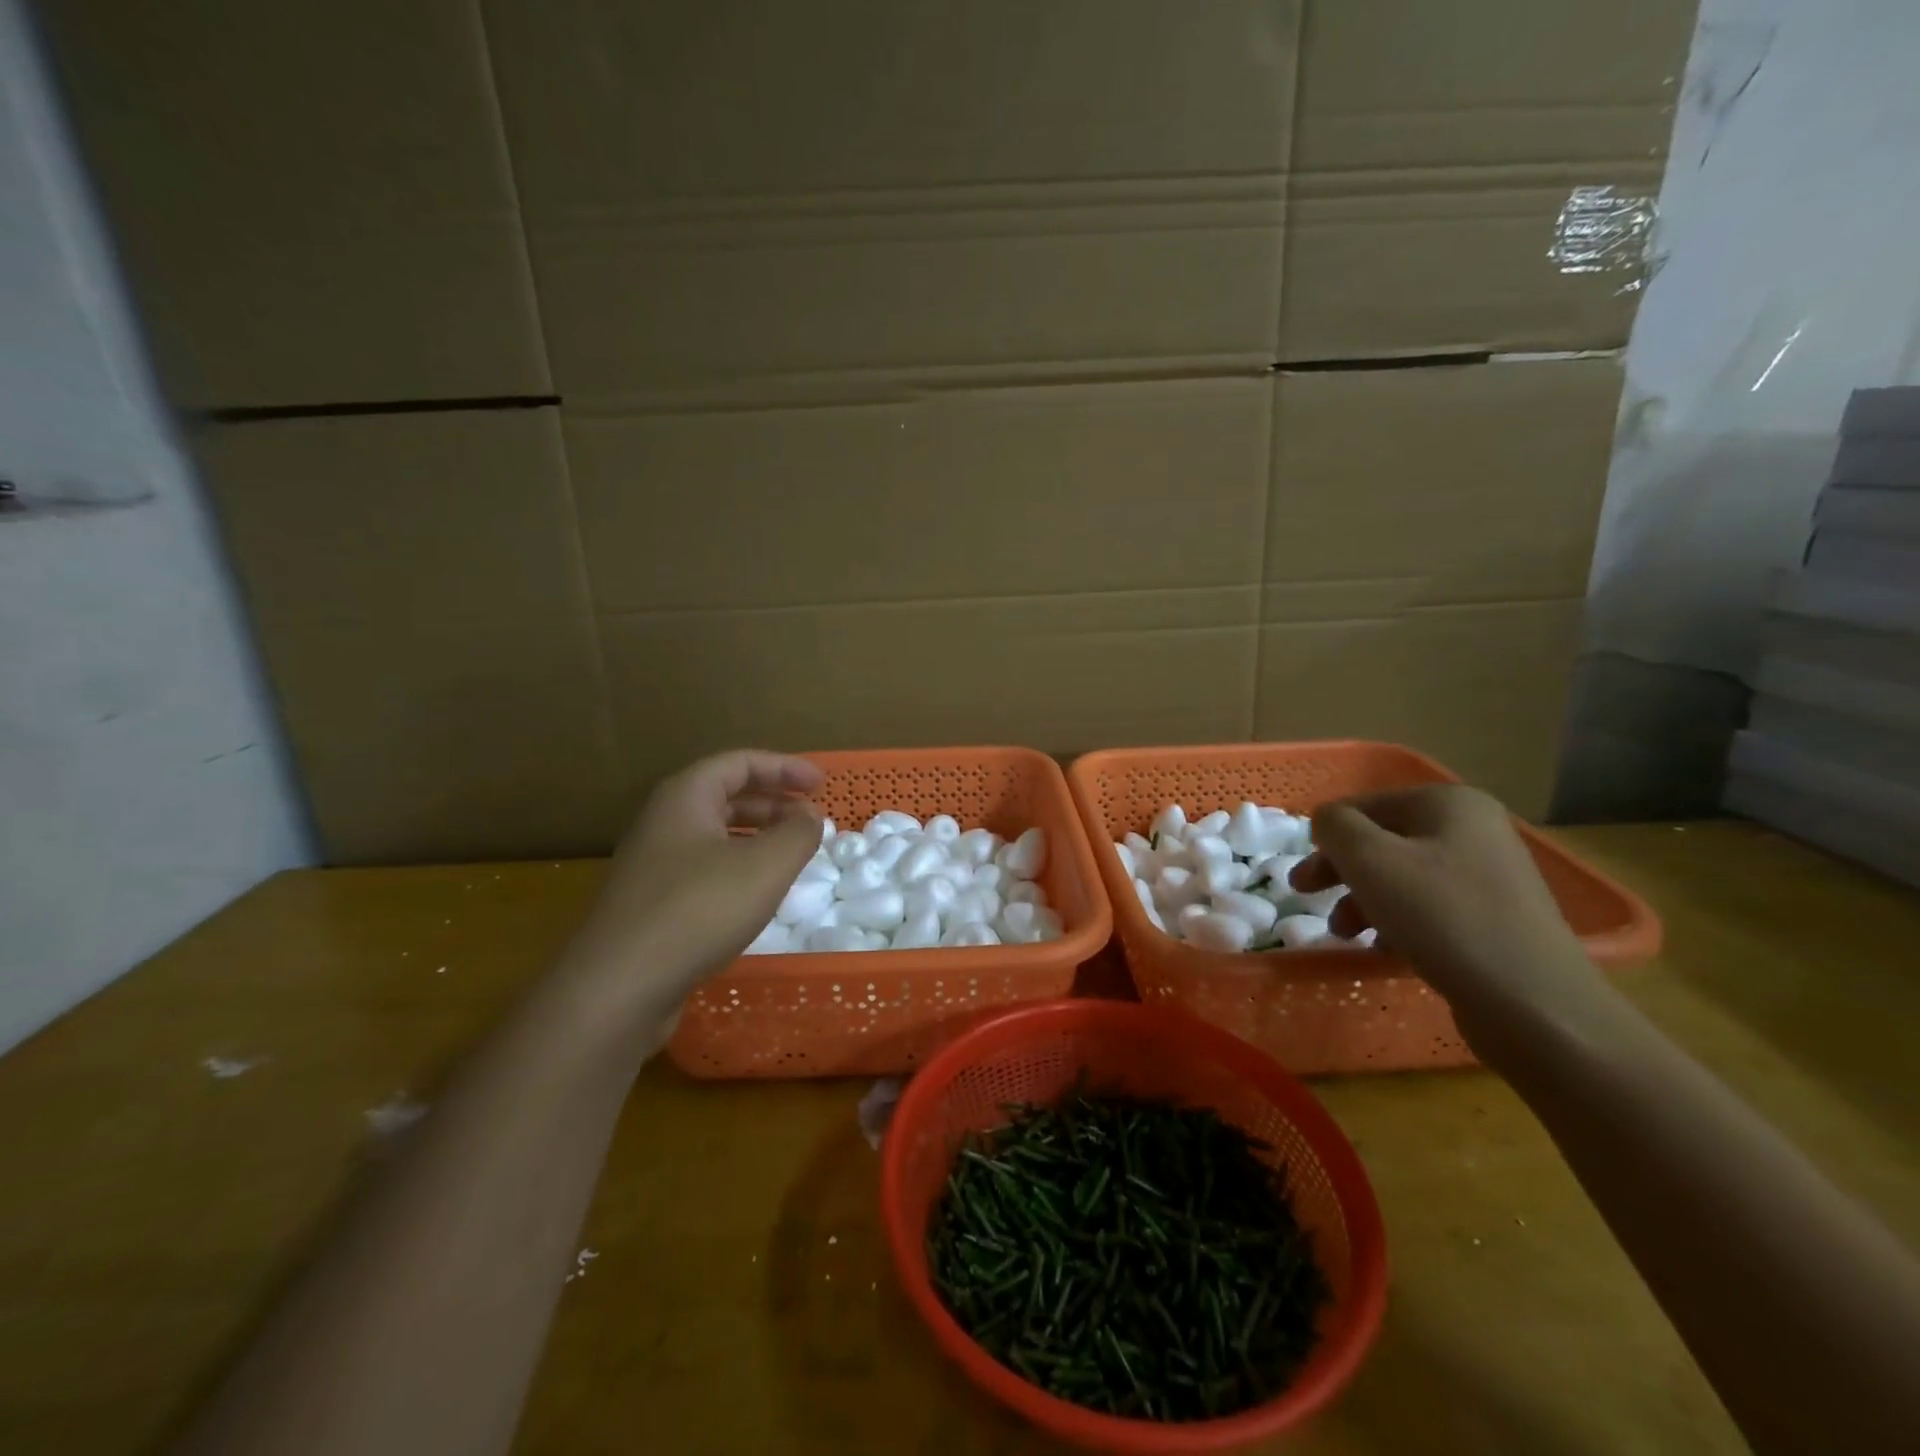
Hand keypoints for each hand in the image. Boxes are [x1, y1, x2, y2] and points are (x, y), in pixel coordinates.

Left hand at [560, 751, 823, 1032]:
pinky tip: (758, 895)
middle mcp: (664, 822)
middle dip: (773, 803)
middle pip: (726, 796)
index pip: (740, 763)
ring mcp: (654, 864)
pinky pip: (705, 868)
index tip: (821, 784)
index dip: (784, 768)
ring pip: (715, 835)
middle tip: (810, 820)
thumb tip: (809, 816)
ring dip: (758, 837)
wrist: (618, 986)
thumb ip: (798, 833)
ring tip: (792, 855)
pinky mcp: (652, 904)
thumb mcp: (766, 866)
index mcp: (686, 797)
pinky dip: (739, 868)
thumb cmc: (699, 909)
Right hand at [1289, 784, 1608, 1059]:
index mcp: (1449, 803)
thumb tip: (1327, 822)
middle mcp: (1474, 829)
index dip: (1326, 837)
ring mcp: (1490, 875)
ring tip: (1344, 934)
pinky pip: (1429, 907)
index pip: (1364, 805)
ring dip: (1362, 900)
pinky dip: (1397, 921)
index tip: (1301, 874)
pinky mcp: (1495, 918)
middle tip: (1304, 895)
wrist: (1534, 1003)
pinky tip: (1384, 949)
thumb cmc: (1441, 916)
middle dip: (1340, 870)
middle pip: (1383, 841)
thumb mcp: (1369, 859)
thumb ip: (1335, 826)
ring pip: (1402, 877)